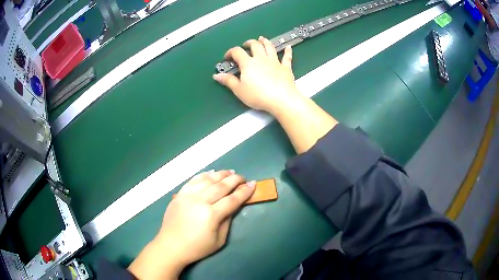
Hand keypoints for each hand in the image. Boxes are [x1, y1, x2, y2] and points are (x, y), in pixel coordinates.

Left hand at [128, 170, 255, 279]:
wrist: (171, 246)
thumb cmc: (197, 247)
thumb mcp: (219, 240)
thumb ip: (227, 220)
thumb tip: (233, 205)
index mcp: (211, 215)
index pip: (232, 199)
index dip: (244, 192)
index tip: (253, 184)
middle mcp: (200, 201)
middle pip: (221, 186)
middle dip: (235, 180)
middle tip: (243, 178)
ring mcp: (188, 196)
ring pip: (208, 180)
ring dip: (221, 175)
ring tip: (230, 172)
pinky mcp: (179, 194)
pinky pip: (193, 180)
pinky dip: (204, 175)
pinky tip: (211, 174)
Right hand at [213, 36, 304, 113]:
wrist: (281, 99)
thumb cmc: (259, 95)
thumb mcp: (239, 90)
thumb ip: (228, 81)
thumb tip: (217, 76)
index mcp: (248, 63)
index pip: (237, 52)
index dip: (230, 52)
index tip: (227, 57)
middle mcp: (261, 59)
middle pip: (255, 45)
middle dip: (248, 43)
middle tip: (245, 44)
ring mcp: (274, 62)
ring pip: (269, 47)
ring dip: (265, 41)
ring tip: (261, 38)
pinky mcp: (285, 67)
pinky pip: (287, 57)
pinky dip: (288, 51)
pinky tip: (288, 47)